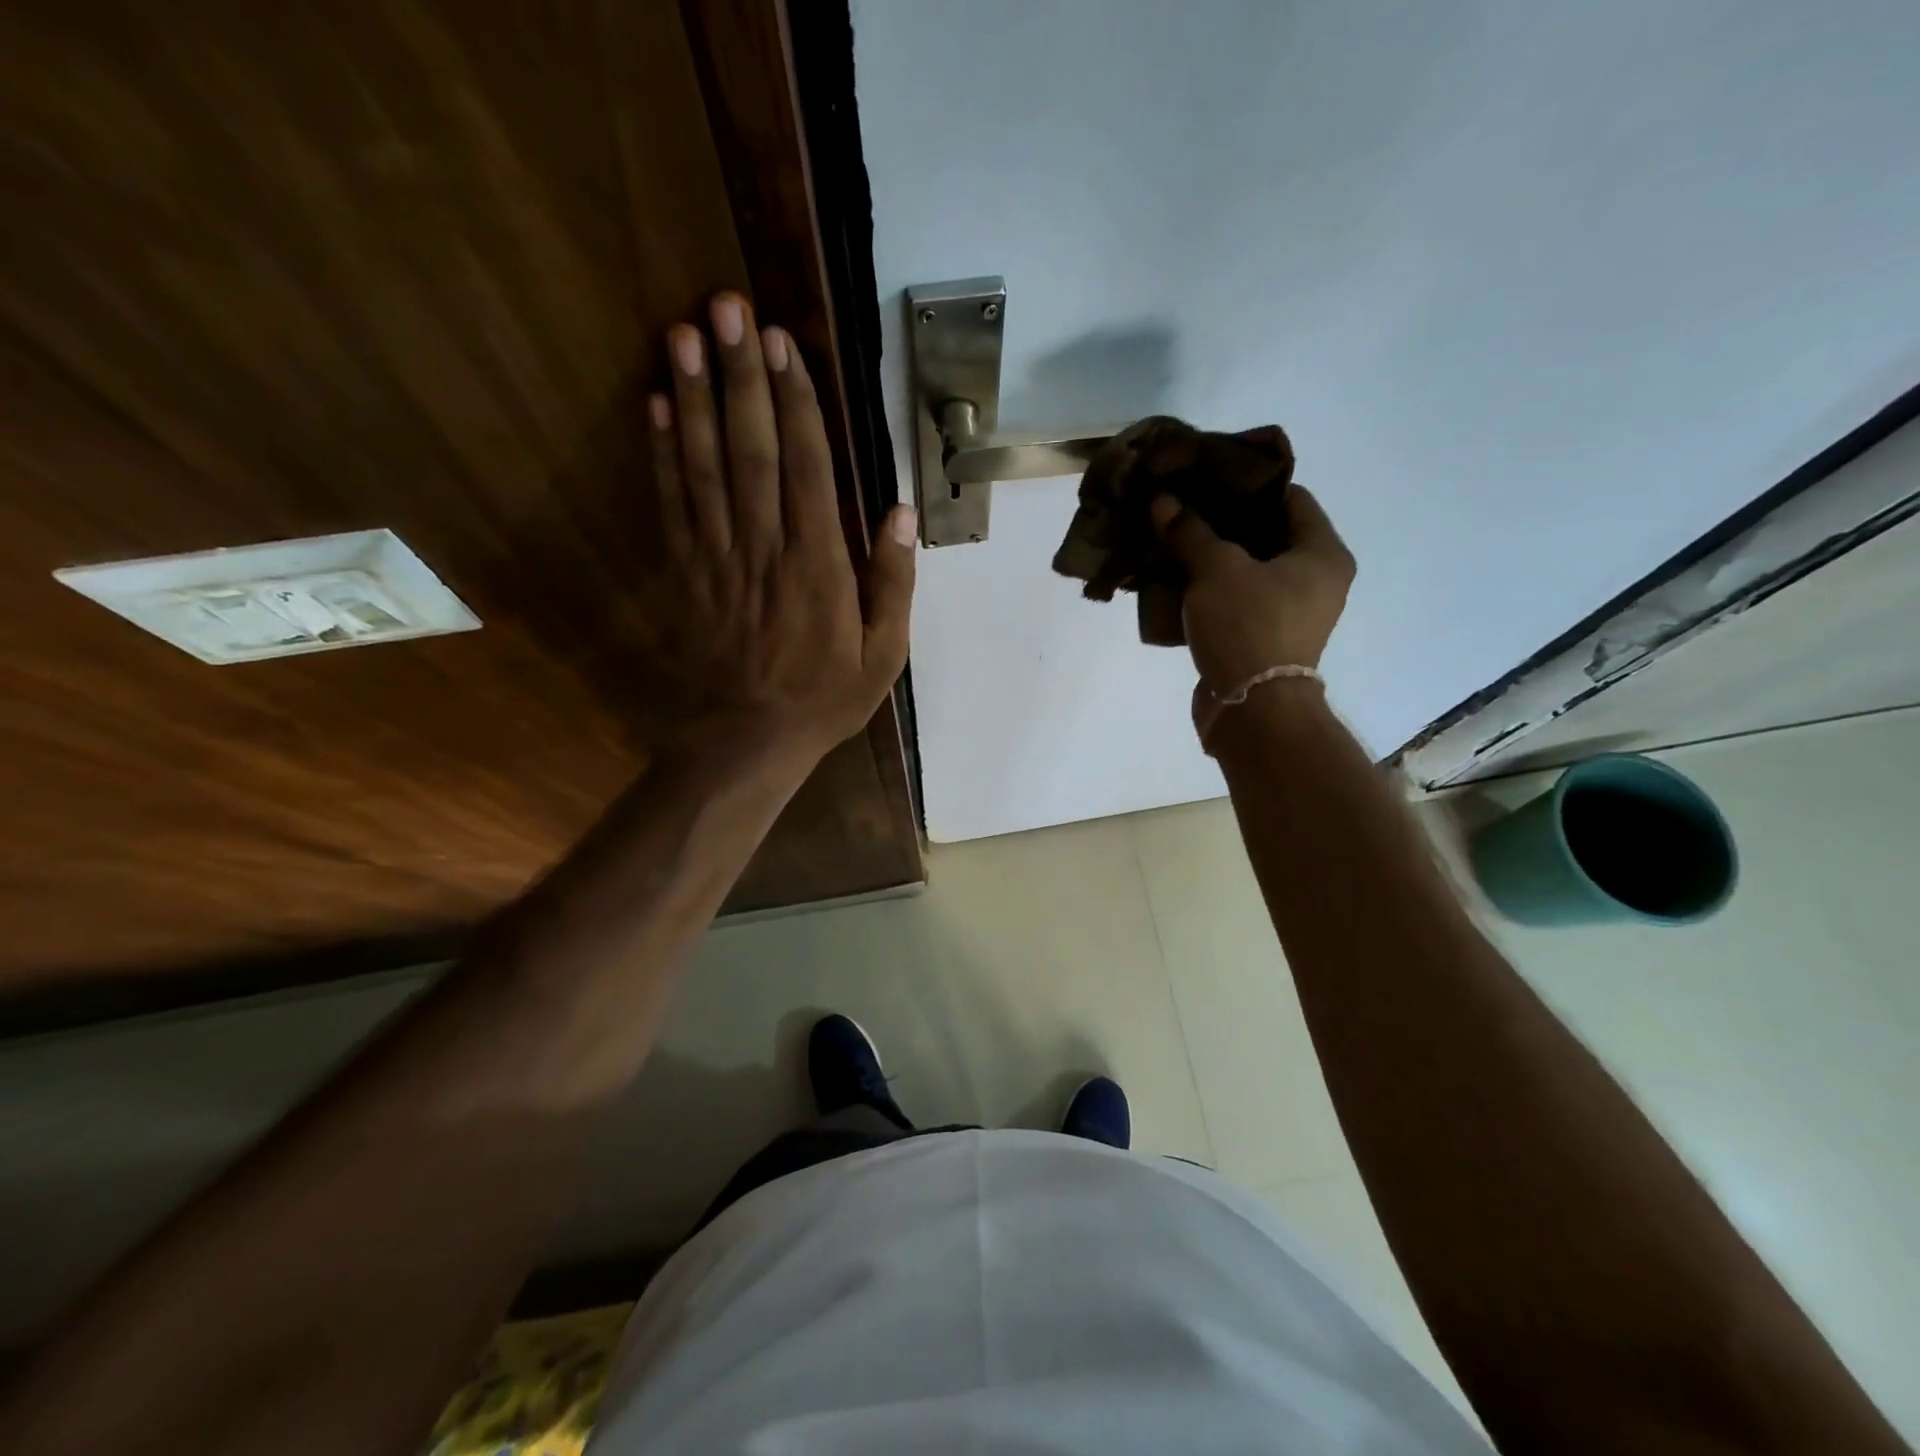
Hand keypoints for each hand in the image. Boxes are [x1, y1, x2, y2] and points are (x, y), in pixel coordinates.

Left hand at [642, 293, 915, 757]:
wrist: (751, 738)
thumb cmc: (826, 696)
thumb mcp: (884, 653)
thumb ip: (892, 582)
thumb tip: (900, 512)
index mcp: (818, 567)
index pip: (807, 470)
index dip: (795, 404)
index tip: (783, 345)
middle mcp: (765, 549)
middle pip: (751, 452)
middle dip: (740, 377)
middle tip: (726, 308)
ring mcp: (719, 558)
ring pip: (705, 468)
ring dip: (693, 398)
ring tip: (683, 333)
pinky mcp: (687, 572)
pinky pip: (673, 505)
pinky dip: (662, 454)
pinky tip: (655, 406)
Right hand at [1150, 483, 1354, 705]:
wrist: (1251, 709)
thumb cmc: (1247, 626)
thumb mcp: (1215, 569)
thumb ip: (1190, 531)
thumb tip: (1162, 501)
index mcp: (1322, 553)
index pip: (1290, 497)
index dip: (1248, 483)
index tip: (1209, 477)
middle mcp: (1317, 579)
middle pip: (1268, 534)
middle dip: (1224, 521)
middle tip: (1185, 507)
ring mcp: (1292, 612)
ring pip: (1249, 570)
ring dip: (1214, 557)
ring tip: (1175, 540)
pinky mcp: (1266, 638)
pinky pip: (1239, 600)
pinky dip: (1212, 589)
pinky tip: (1177, 579)